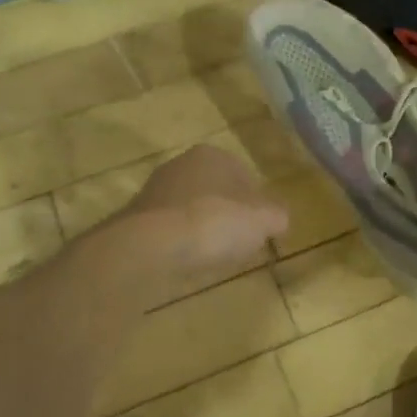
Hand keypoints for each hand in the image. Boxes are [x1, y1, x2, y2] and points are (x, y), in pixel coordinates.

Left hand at [117, 144, 289, 302]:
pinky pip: (172, 229)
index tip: (261, 230)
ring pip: (193, 211)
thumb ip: (278, 215)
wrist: (150, 245)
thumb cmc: (214, 222)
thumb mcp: (264, 219)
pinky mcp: (138, 218)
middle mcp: (182, 164)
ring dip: (205, 231)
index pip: (245, 176)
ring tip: (215, 257)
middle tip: (240, 244)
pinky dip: (183, 243)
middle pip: (218, 192)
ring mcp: (156, 190)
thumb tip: (279, 219)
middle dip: (230, 216)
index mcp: (213, 154)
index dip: (258, 204)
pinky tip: (188, 261)